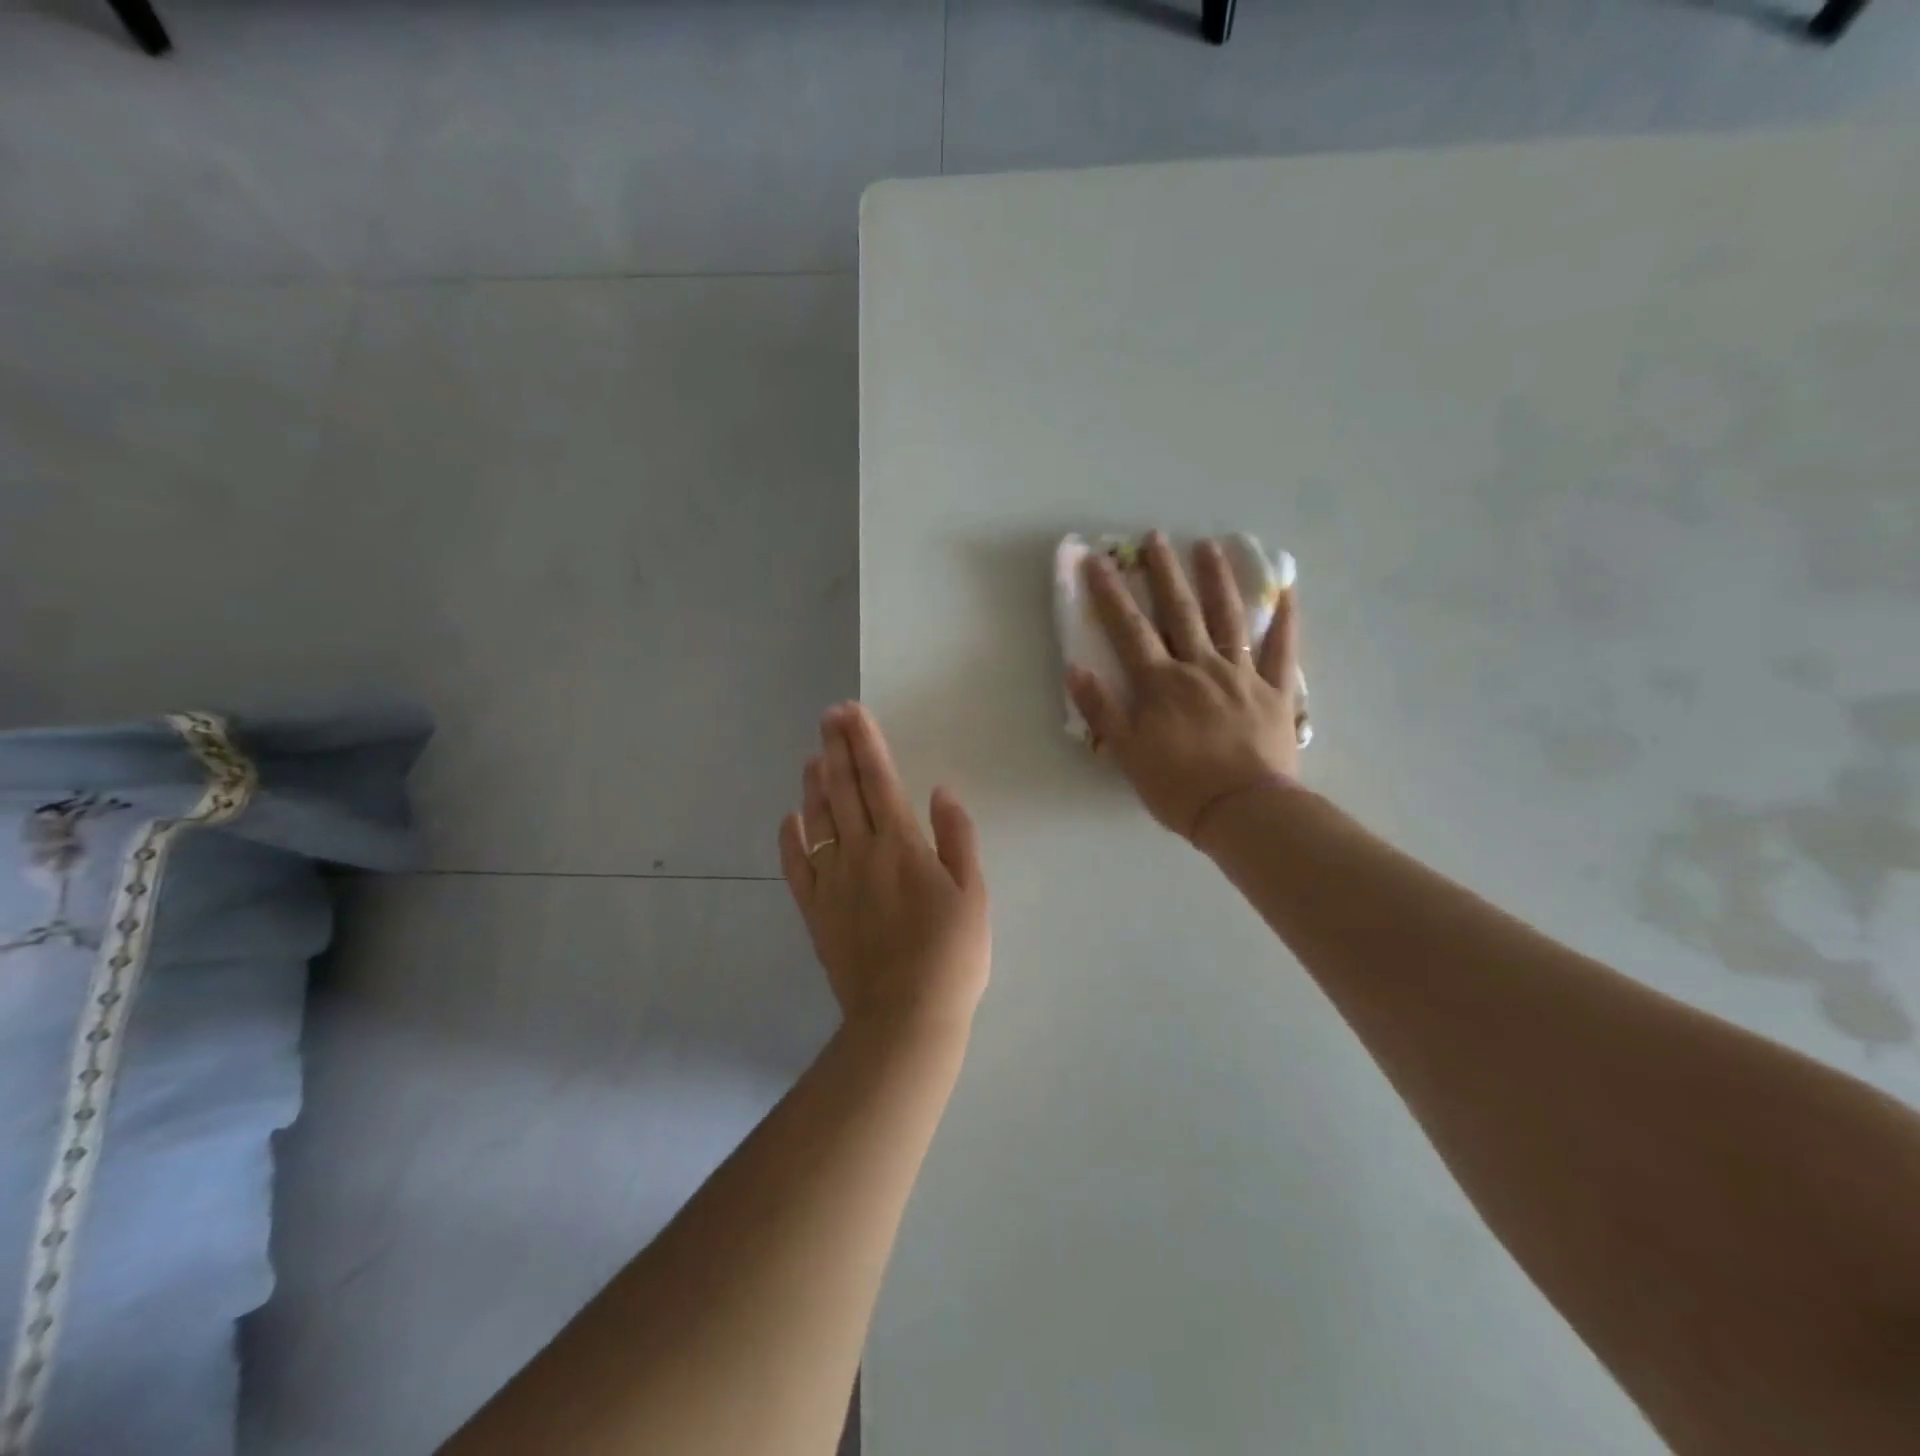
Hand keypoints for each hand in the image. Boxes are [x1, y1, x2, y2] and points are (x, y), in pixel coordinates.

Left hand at [780, 703, 990, 1038]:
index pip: (878, 779)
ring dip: (815, 784)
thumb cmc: (951, 955)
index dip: (865, 742)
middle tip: (828, 716)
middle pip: (843, 790)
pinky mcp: (816, 911)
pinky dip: (791, 838)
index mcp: (900, 844)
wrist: (905, 1017)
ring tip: (814, 755)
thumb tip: (941, 791)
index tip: (852, 712)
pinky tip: (790, 817)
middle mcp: (860, 853)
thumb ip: (957, 838)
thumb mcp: (972, 893)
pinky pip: (797, 866)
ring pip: (818, 820)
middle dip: (836, 748)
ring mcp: (832, 882)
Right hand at [1069, 532, 1302, 840]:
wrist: (1243, 812)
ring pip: (1229, 618)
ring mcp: (1242, 676)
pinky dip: (1286, 619)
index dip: (1110, 593)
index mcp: (1161, 684)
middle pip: (1180, 611)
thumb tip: (1075, 668)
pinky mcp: (1276, 692)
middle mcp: (1200, 667)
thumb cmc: (1178, 787)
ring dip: (1218, 580)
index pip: (1129, 629)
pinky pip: (1284, 650)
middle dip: (1164, 572)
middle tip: (1155, 536)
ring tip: (1210, 545)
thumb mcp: (1127, 753)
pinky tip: (1286, 591)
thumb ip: (1102, 710)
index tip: (1096, 560)